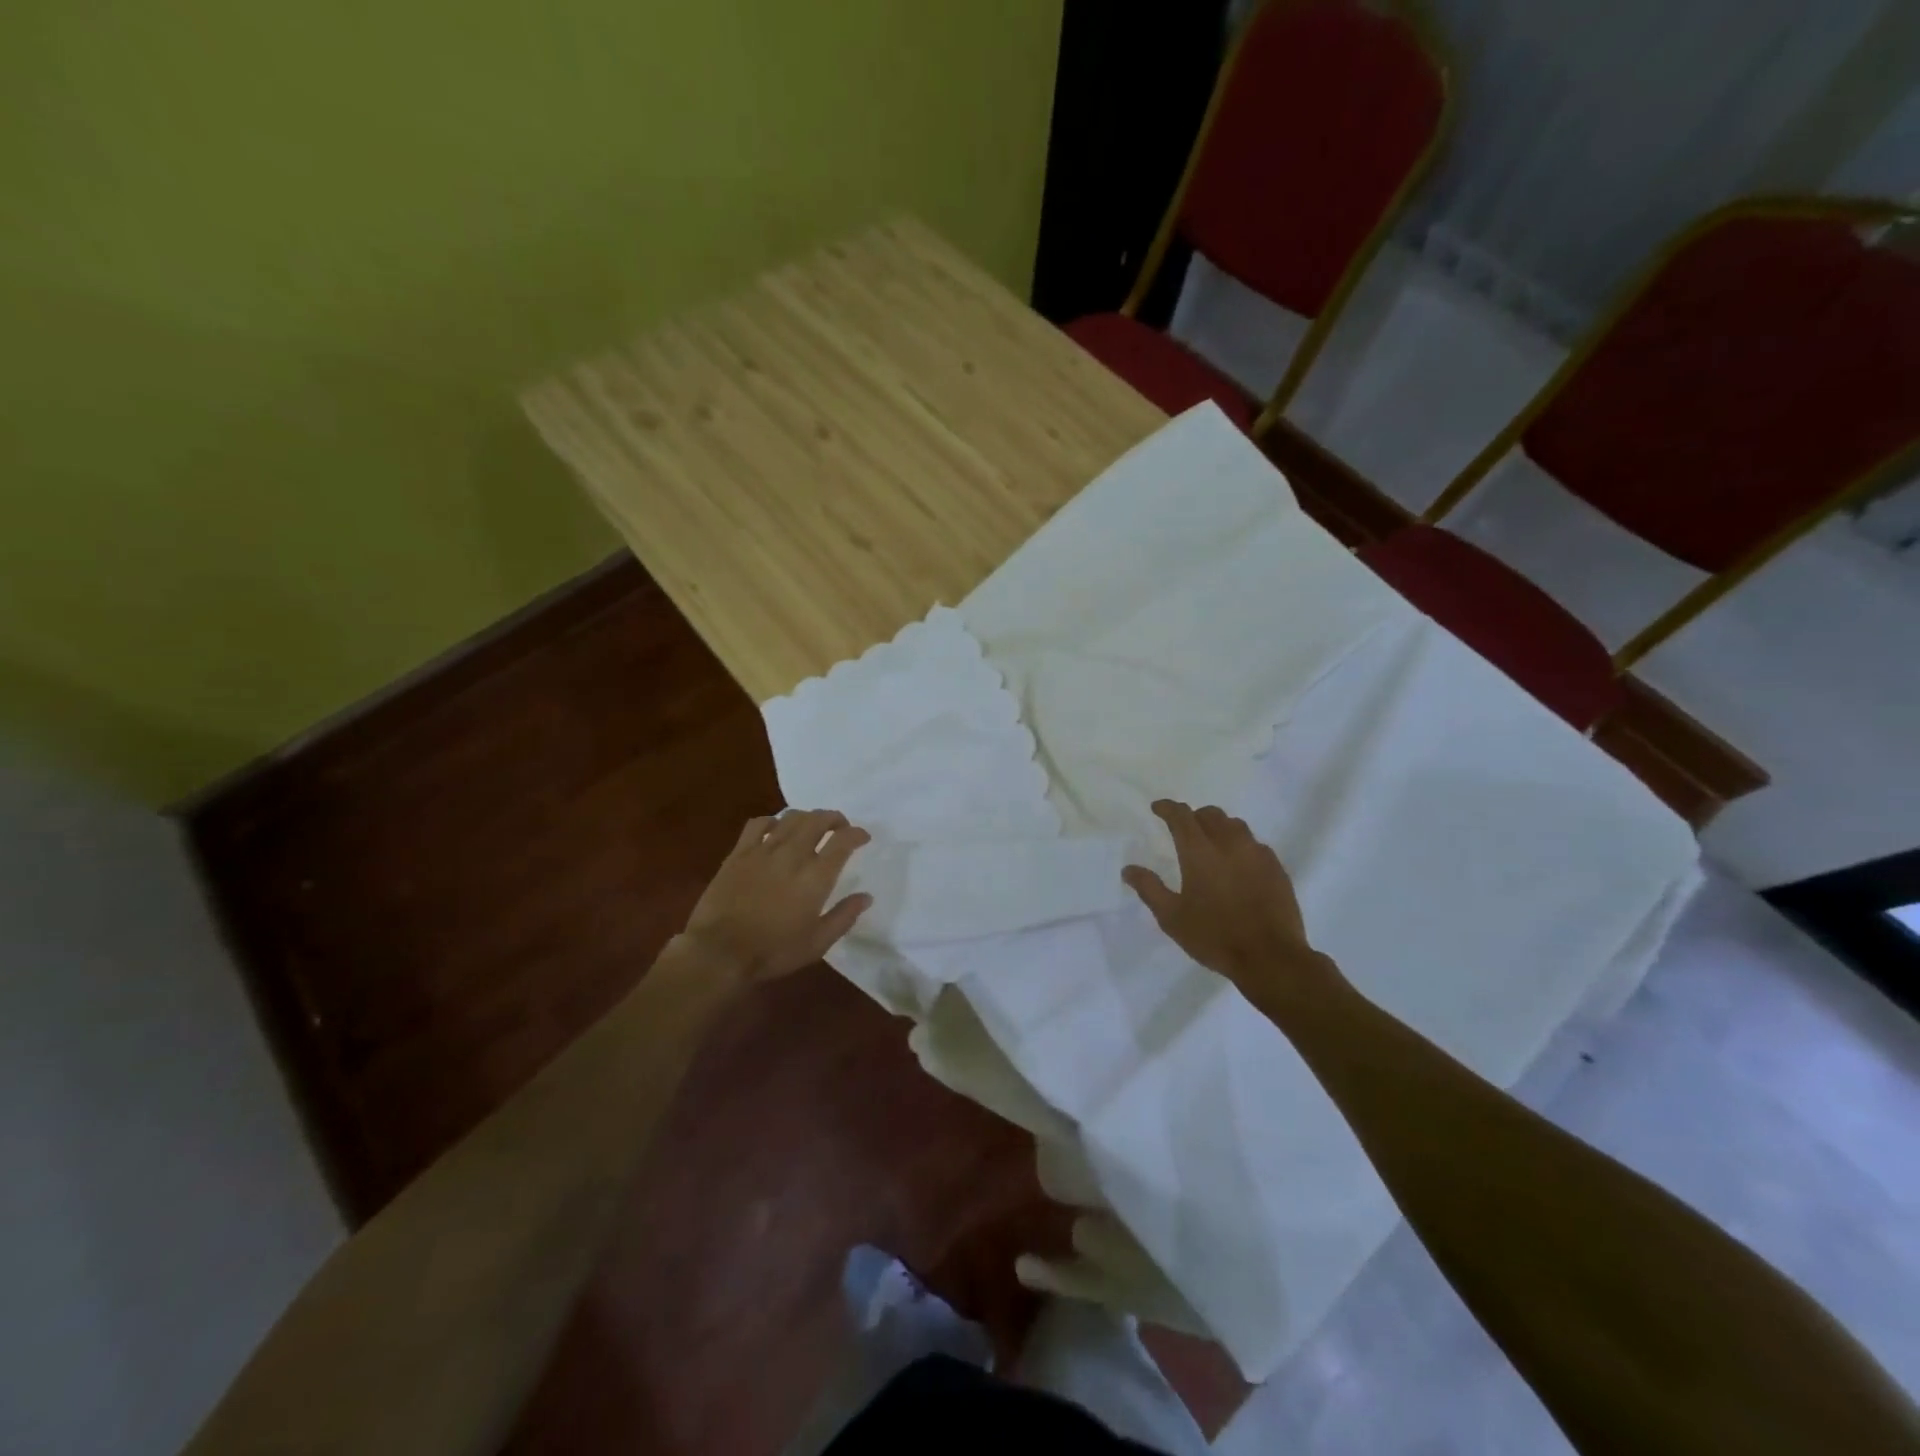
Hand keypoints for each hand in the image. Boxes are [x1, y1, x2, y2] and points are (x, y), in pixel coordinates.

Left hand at [676, 810, 871, 985]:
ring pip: (791, 817)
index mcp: (816, 877)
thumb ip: (844, 917)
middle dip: (834, 818)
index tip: (863, 837)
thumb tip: (866, 896)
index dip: (857, 833)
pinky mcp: (739, 853)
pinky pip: (758, 823)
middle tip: (839, 826)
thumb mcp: (817, 943)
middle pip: (818, 820)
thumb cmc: (773, 951)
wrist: (719, 952)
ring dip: (807, 817)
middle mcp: (793, 855)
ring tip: (811, 825)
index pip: (843, 840)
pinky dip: (772, 821)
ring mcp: (764, 850)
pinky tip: (775, 829)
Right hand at [1123, 800, 1339, 1005]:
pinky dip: (1241, 845)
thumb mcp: (1172, 917)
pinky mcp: (1277, 868)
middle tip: (1184, 830)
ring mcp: (1257, 854)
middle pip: (1211, 814)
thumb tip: (1129, 869)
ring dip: (1219, 827)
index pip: (1181, 815)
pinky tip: (1239, 865)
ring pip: (1236, 826)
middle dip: (1194, 816)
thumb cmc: (1215, 936)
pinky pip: (1255, 844)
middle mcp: (1229, 843)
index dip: (1167, 808)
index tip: (1158, 808)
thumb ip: (1149, 888)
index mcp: (1199, 851)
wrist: (1271, 958)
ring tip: (1212, 844)